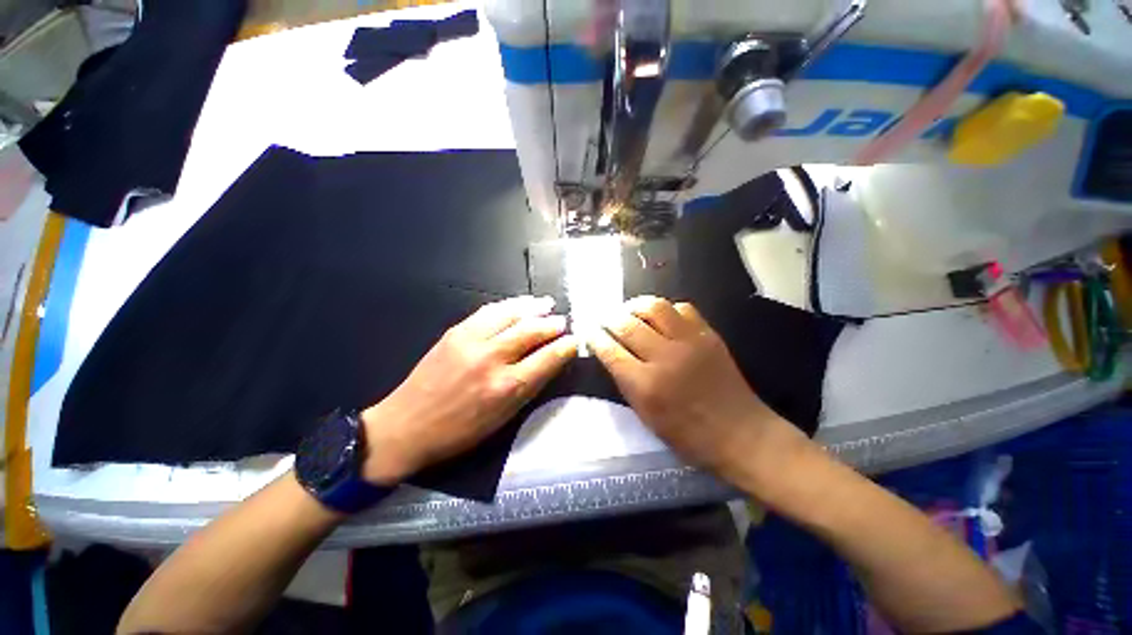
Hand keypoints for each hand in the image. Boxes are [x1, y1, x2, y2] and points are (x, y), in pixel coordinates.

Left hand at [360, 296, 576, 483]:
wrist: (406, 425)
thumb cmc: (459, 431)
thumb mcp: (503, 418)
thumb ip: (529, 387)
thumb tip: (550, 362)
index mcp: (508, 387)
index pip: (548, 358)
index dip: (566, 347)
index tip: (575, 341)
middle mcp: (493, 359)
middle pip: (532, 331)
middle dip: (553, 324)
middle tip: (563, 321)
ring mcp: (472, 341)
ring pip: (511, 314)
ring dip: (533, 307)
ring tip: (547, 304)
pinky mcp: (456, 332)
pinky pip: (488, 311)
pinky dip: (508, 305)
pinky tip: (518, 304)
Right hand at [588, 296, 803, 484]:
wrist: (741, 433)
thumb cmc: (688, 435)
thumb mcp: (646, 415)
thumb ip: (626, 382)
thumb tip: (611, 353)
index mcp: (645, 385)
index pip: (610, 350)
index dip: (595, 336)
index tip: (589, 330)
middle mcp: (664, 357)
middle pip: (627, 324)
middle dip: (609, 318)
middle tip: (605, 319)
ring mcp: (689, 342)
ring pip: (654, 306)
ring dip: (635, 305)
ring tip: (629, 311)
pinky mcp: (708, 334)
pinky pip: (682, 308)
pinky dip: (666, 309)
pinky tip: (661, 317)